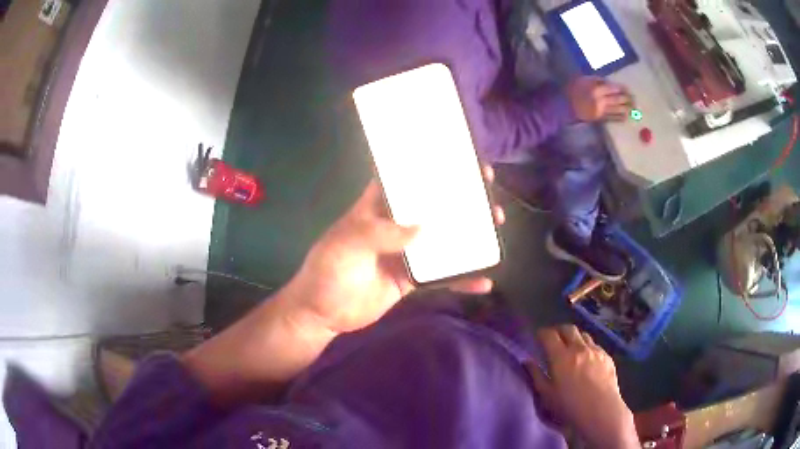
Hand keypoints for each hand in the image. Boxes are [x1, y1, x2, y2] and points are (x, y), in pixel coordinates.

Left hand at [284, 167, 504, 334]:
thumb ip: (381, 233)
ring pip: (443, 239)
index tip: (461, 160)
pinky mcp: (412, 278)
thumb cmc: (328, 271)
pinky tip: (483, 282)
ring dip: (469, 235)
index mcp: (377, 206)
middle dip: (461, 199)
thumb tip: (423, 228)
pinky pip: (441, 275)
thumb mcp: (347, 244)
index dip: (431, 166)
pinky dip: (461, 278)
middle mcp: (395, 224)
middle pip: (433, 206)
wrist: (323, 314)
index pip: (406, 178)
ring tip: (496, 229)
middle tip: (489, 197)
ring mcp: (407, 251)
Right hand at [526, 326, 638, 448]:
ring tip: (570, 347)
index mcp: (561, 357)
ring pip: (583, 335)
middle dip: (558, 331)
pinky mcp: (607, 356)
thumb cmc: (569, 406)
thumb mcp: (546, 395)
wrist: (600, 411)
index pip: (549, 335)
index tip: (537, 337)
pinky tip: (586, 359)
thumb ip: (536, 375)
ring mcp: (595, 351)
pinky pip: (594, 345)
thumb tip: (527, 361)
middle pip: (568, 328)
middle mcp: (579, 348)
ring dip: (574, 337)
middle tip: (553, 339)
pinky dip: (586, 347)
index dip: (541, 333)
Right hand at [567, 76, 632, 121]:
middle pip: (617, 99)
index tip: (628, 89)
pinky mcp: (599, 119)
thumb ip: (595, 80)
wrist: (563, 106)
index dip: (621, 89)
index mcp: (596, 89)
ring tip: (634, 109)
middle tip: (634, 99)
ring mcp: (600, 110)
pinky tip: (625, 117)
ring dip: (626, 109)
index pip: (612, 88)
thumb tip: (607, 82)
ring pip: (616, 109)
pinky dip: (619, 118)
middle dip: (626, 99)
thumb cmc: (571, 90)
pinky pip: (611, 118)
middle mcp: (600, 100)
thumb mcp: (582, 80)